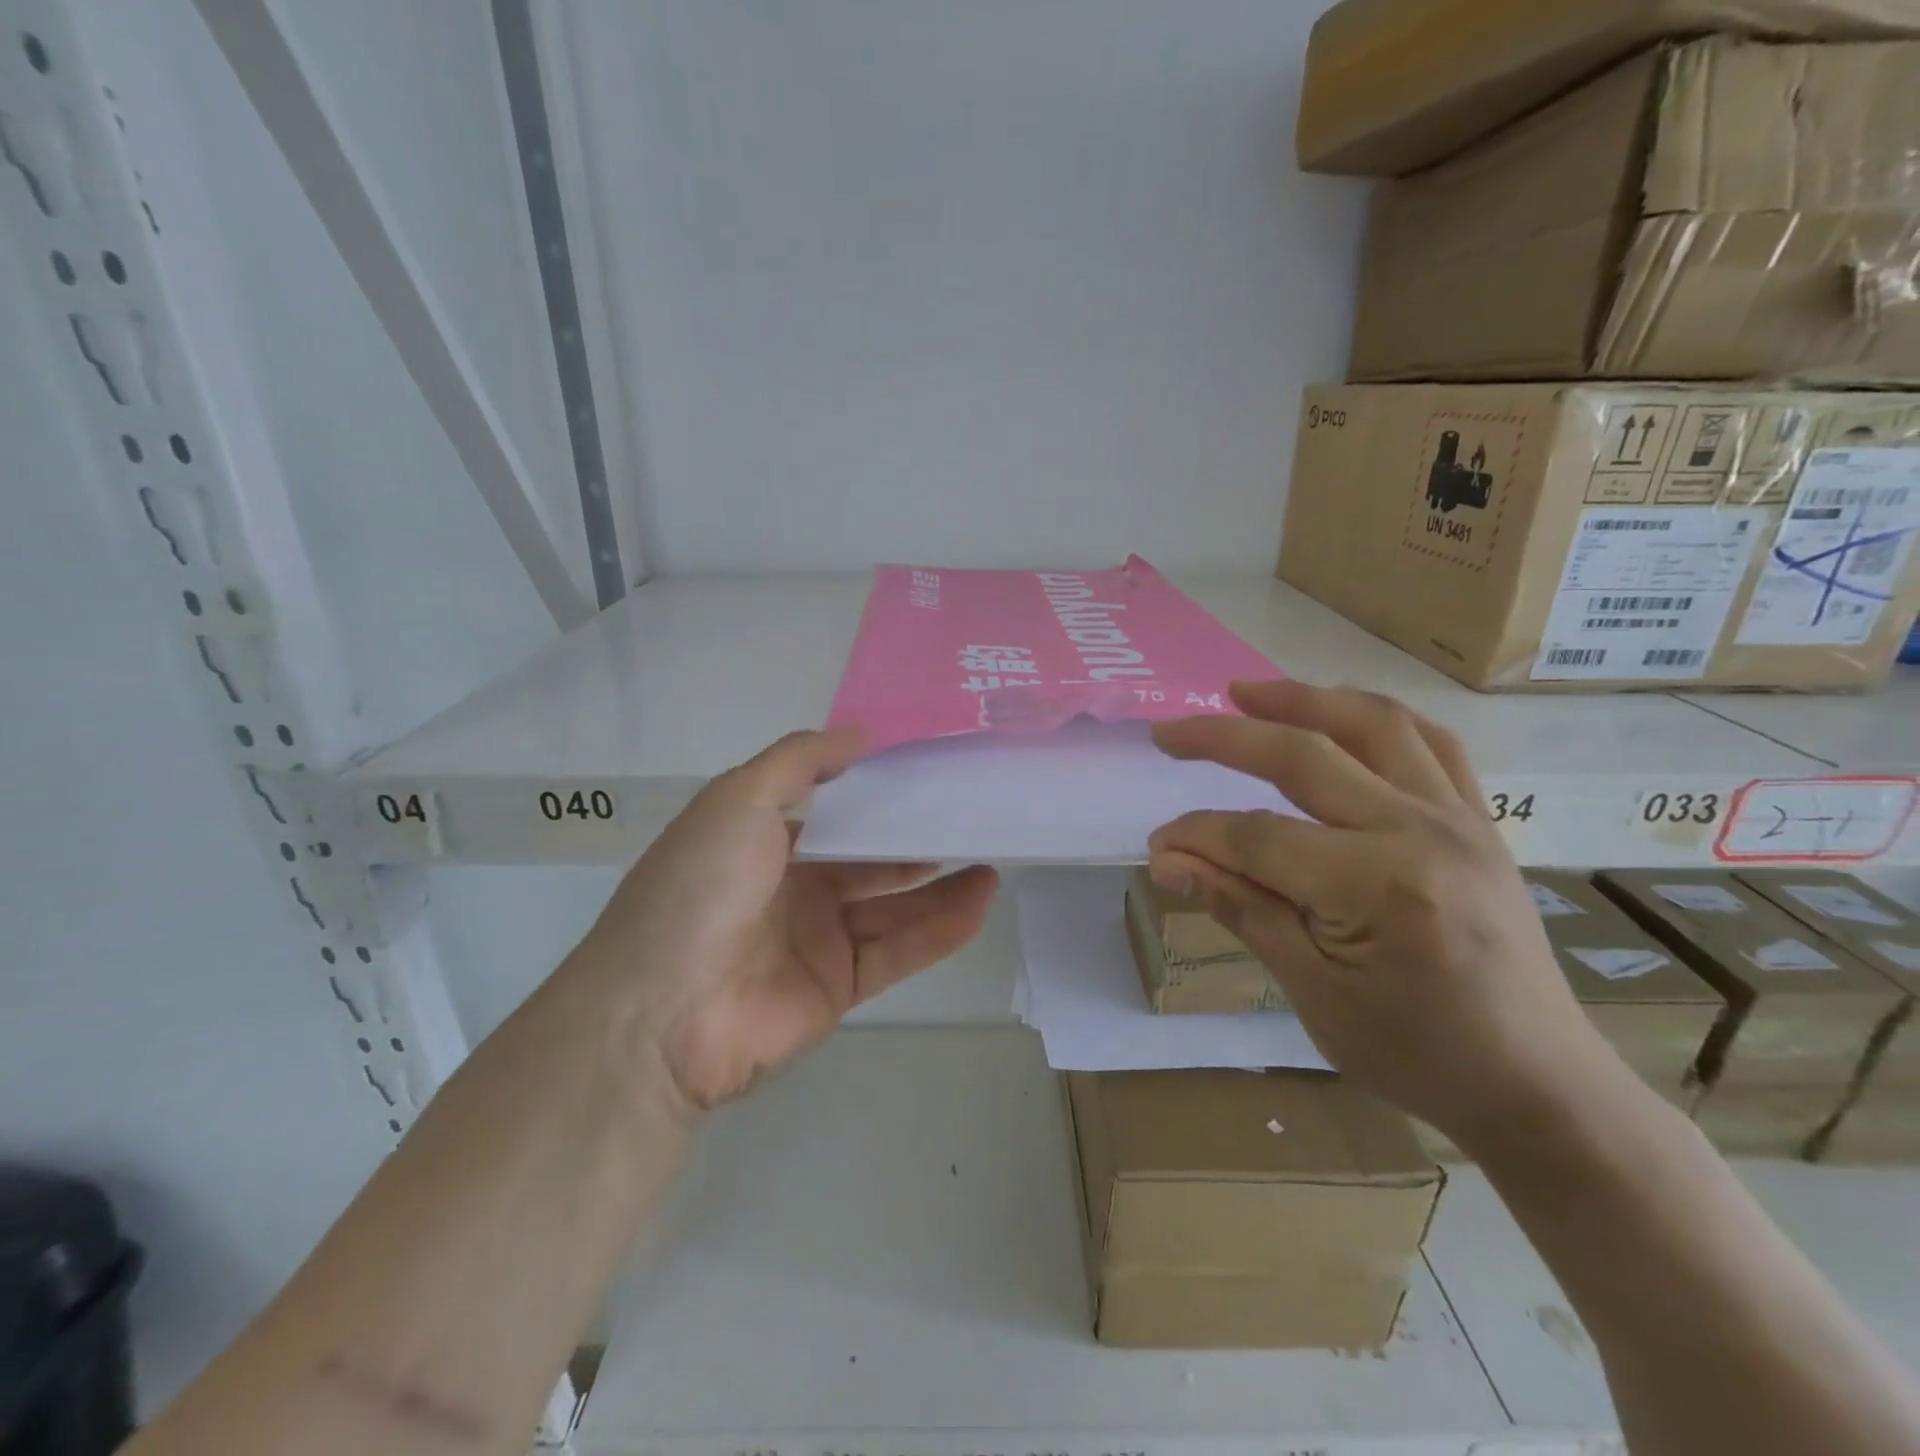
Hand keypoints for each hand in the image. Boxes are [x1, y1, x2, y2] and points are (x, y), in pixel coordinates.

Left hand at [571, 730, 998, 1114]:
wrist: (661, 1013)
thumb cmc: (699, 888)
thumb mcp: (738, 800)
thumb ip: (799, 760)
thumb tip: (861, 735)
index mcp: (762, 842)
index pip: (832, 813)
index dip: (877, 795)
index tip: (929, 774)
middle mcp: (792, 888)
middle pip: (868, 860)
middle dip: (916, 840)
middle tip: (971, 818)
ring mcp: (817, 940)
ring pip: (892, 906)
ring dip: (941, 886)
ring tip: (993, 860)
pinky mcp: (838, 987)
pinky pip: (897, 951)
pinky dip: (939, 930)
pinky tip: (980, 902)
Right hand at [1149, 681, 1612, 1142]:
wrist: (1536, 1085)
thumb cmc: (1415, 1053)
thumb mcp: (1311, 990)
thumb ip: (1239, 906)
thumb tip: (1166, 859)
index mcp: (1375, 885)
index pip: (1258, 835)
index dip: (1197, 835)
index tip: (1157, 845)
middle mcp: (1420, 831)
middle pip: (1305, 755)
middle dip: (1226, 737)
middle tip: (1170, 733)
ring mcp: (1459, 818)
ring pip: (1373, 724)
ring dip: (1301, 699)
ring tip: (1246, 692)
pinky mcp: (1479, 821)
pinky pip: (1430, 743)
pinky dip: (1375, 716)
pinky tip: (1338, 711)